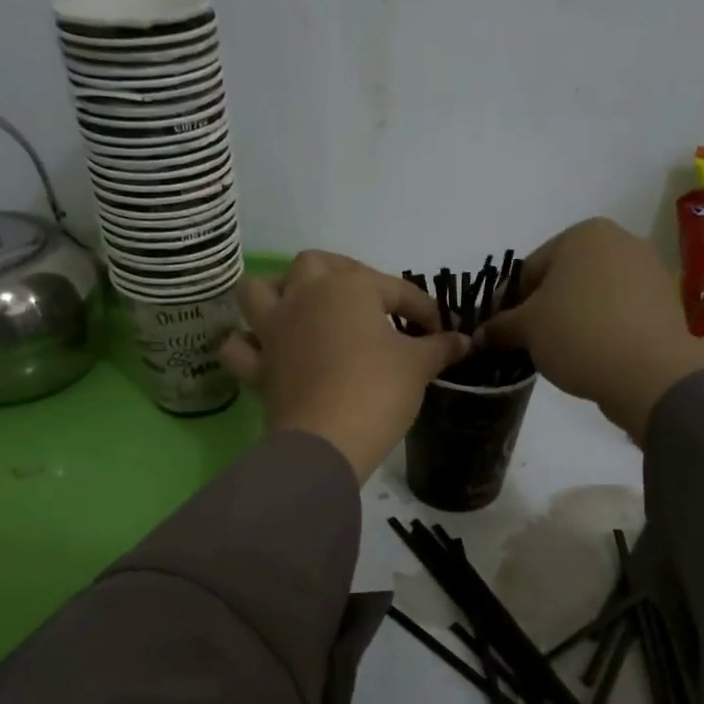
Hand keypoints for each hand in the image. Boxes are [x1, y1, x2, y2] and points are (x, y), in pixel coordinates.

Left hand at [220, 251, 469, 482]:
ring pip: (258, 290)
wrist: (329, 440)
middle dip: (342, 274)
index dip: (421, 307)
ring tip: (301, 308)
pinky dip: (248, 345)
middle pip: (316, 264)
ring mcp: (274, 329)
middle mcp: (305, 296)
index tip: (439, 330)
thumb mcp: (418, 366)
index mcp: (348, 287)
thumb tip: (464, 341)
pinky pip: (239, 347)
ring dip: (276, 293)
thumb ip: (439, 347)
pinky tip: (267, 351)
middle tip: (366, 302)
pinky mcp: (258, 365)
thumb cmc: (378, 390)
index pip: (394, 289)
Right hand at [481, 218, 703, 437]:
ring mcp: (648, 270)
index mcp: (582, 234)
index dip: (511, 304)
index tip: (505, 334)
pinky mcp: (665, 301)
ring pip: (592, 296)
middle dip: (544, 310)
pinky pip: (619, 312)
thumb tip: (479, 336)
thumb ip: (500, 328)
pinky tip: (593, 355)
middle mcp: (619, 240)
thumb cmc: (578, 334)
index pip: (528, 270)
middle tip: (532, 344)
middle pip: (563, 279)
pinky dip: (602, 328)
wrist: (650, 372)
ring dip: (573, 319)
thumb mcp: (526, 330)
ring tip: (563, 353)